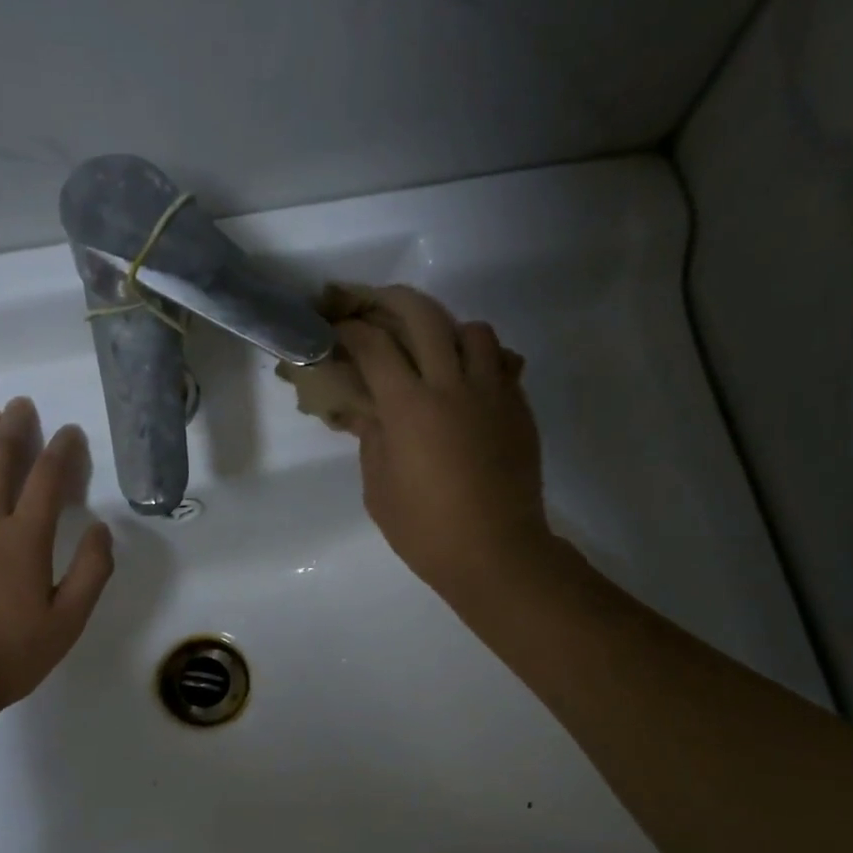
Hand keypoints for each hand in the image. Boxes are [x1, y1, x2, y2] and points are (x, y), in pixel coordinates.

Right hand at [332, 285, 556, 607]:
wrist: (495, 551)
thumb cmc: (425, 530)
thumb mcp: (379, 488)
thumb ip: (372, 439)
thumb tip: (368, 410)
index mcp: (408, 408)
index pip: (374, 346)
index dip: (350, 330)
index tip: (335, 328)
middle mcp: (451, 385)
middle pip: (423, 315)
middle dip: (392, 301)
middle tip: (374, 307)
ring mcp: (491, 391)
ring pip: (471, 329)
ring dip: (445, 329)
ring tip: (430, 348)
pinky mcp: (517, 405)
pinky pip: (501, 361)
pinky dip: (480, 358)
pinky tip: (466, 379)